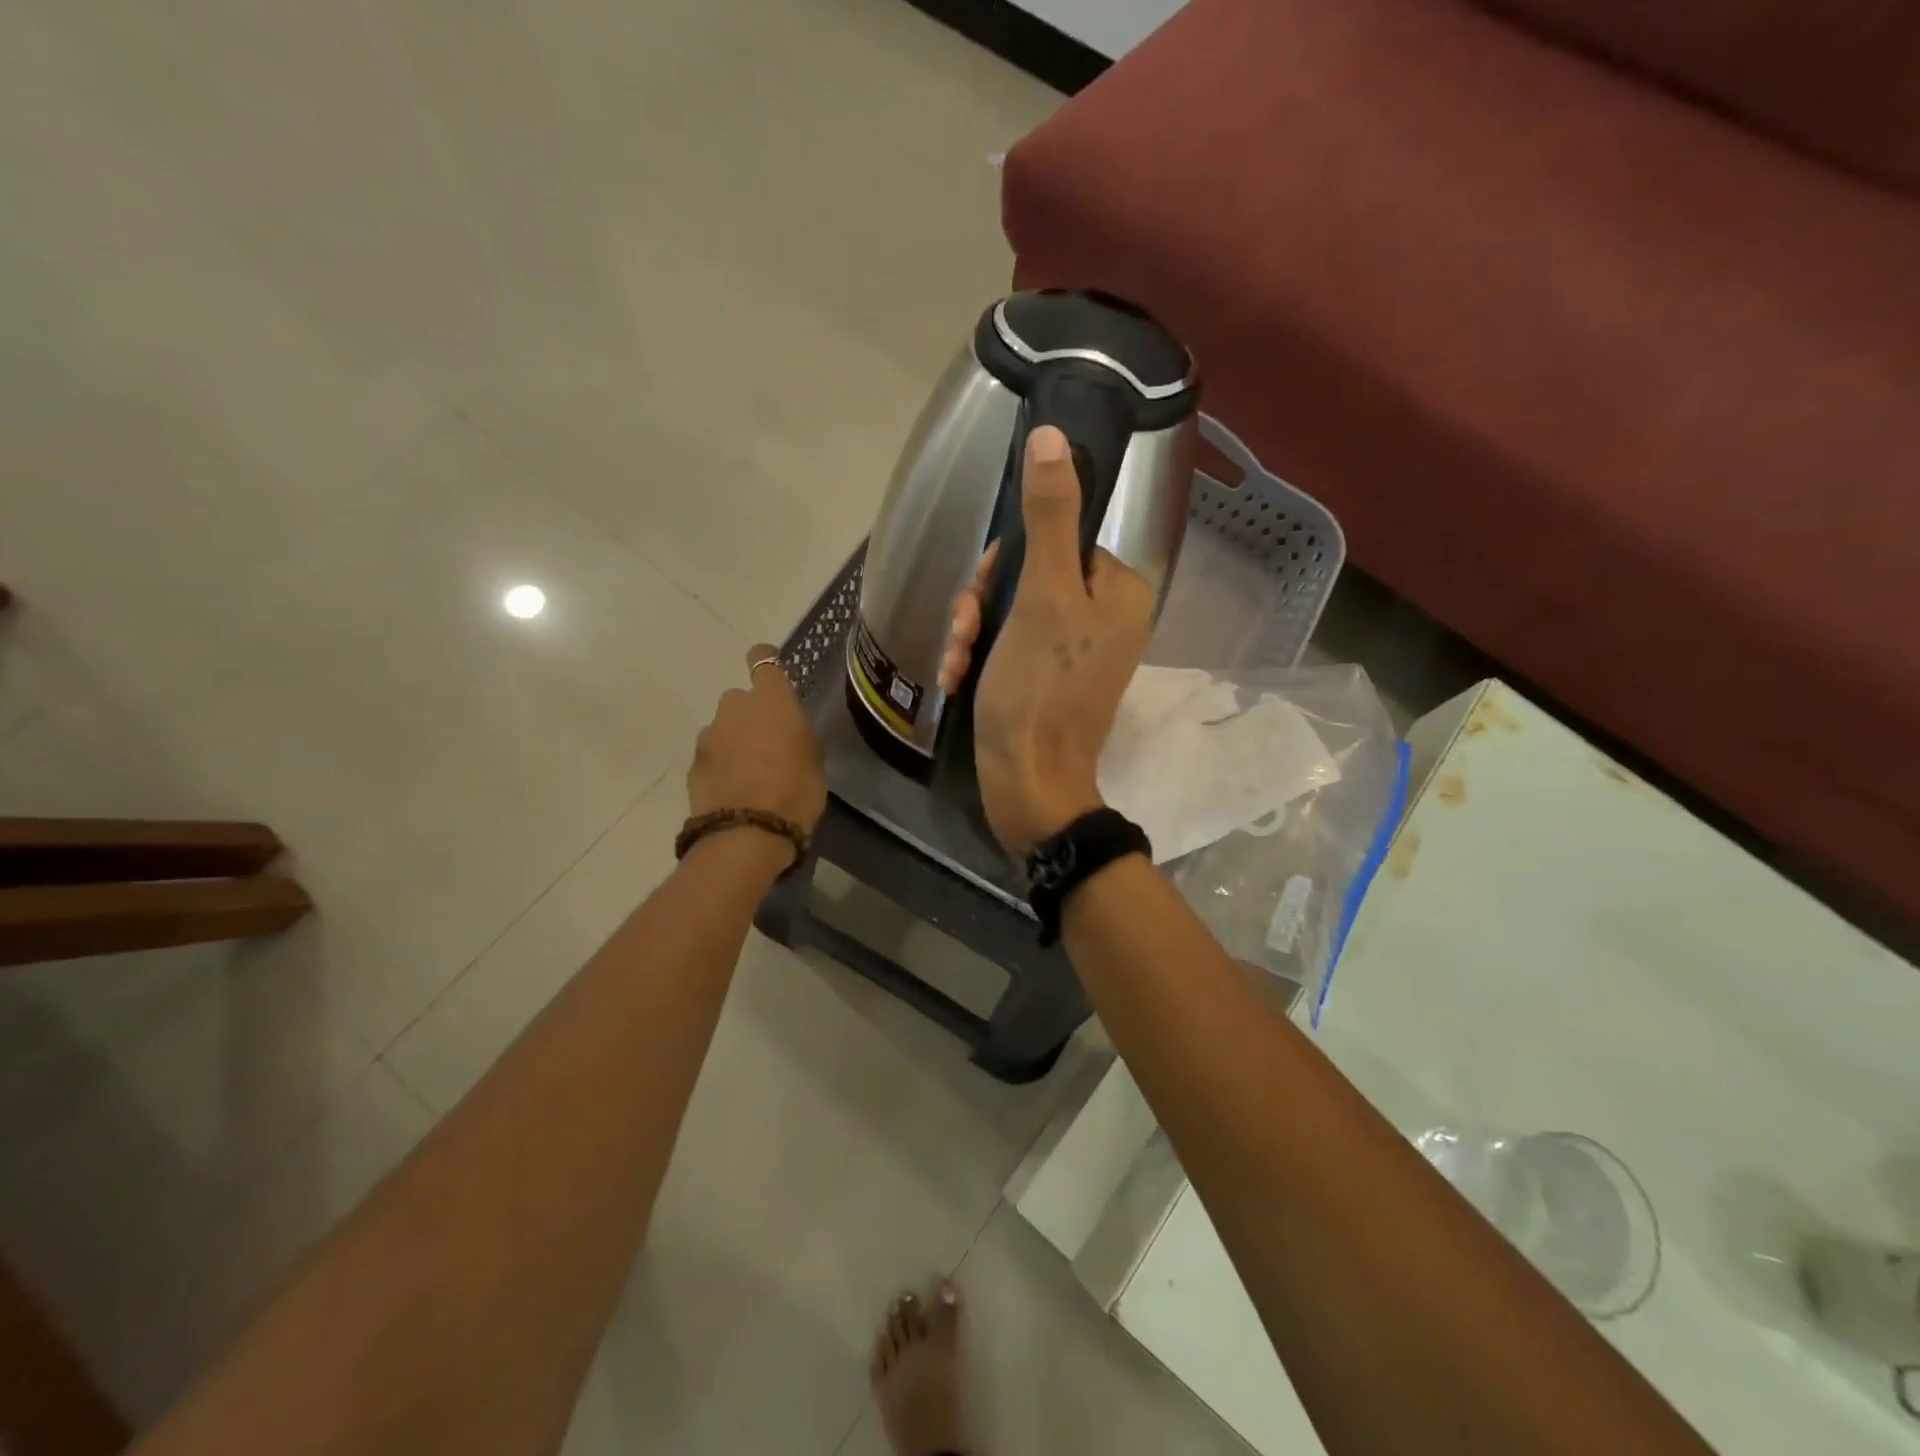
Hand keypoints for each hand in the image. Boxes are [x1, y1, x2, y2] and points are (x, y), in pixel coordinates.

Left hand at [689, 645, 827, 832]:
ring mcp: (709, 735)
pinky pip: (712, 755)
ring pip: (724, 728)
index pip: (762, 659)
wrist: (749, 833)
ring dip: (735, 741)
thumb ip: (797, 733)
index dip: (765, 660)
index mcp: (771, 699)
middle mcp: (734, 707)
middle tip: (769, 743)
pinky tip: (736, 790)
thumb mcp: (814, 758)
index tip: (771, 671)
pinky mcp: (693, 764)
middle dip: (751, 715)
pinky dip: (722, 765)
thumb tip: (785, 729)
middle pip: (741, 699)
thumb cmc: (796, 790)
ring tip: (752, 773)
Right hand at [940, 426, 1153, 856]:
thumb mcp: (1042, 595)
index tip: (984, 591)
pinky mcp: (1050, 679)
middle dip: (985, 602)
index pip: (1059, 538)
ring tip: (957, 663)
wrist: (1028, 784)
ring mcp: (1077, 651)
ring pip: (1012, 610)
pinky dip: (981, 656)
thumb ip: (1049, 516)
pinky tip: (959, 679)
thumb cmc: (1038, 689)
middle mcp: (1105, 616)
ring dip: (974, 630)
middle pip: (1031, 574)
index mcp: (1118, 590)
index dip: (1011, 560)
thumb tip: (1052, 436)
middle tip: (965, 633)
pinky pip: (1011, 645)